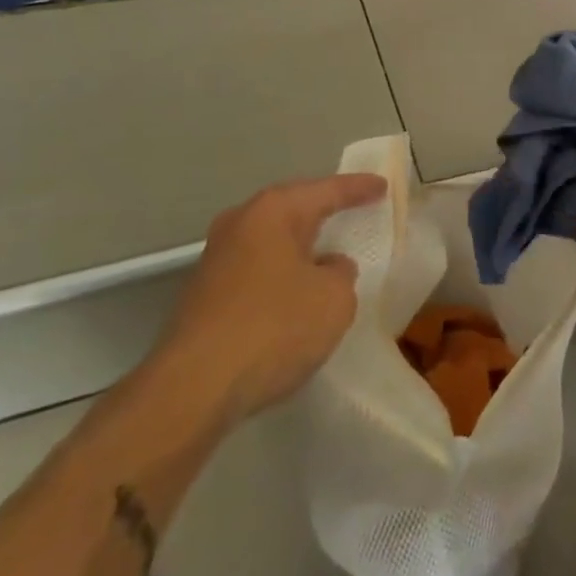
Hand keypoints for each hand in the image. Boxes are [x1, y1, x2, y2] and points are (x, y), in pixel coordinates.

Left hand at [154, 173, 385, 421]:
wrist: (192, 389)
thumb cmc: (274, 328)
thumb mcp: (334, 299)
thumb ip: (341, 274)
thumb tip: (327, 268)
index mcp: (273, 211)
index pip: (327, 191)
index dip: (358, 189)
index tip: (383, 186)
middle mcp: (240, 224)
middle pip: (292, 210)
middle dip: (322, 212)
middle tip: (353, 211)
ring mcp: (216, 260)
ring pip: (271, 243)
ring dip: (299, 249)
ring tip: (328, 256)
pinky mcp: (203, 296)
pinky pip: (257, 272)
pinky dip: (280, 277)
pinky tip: (295, 297)